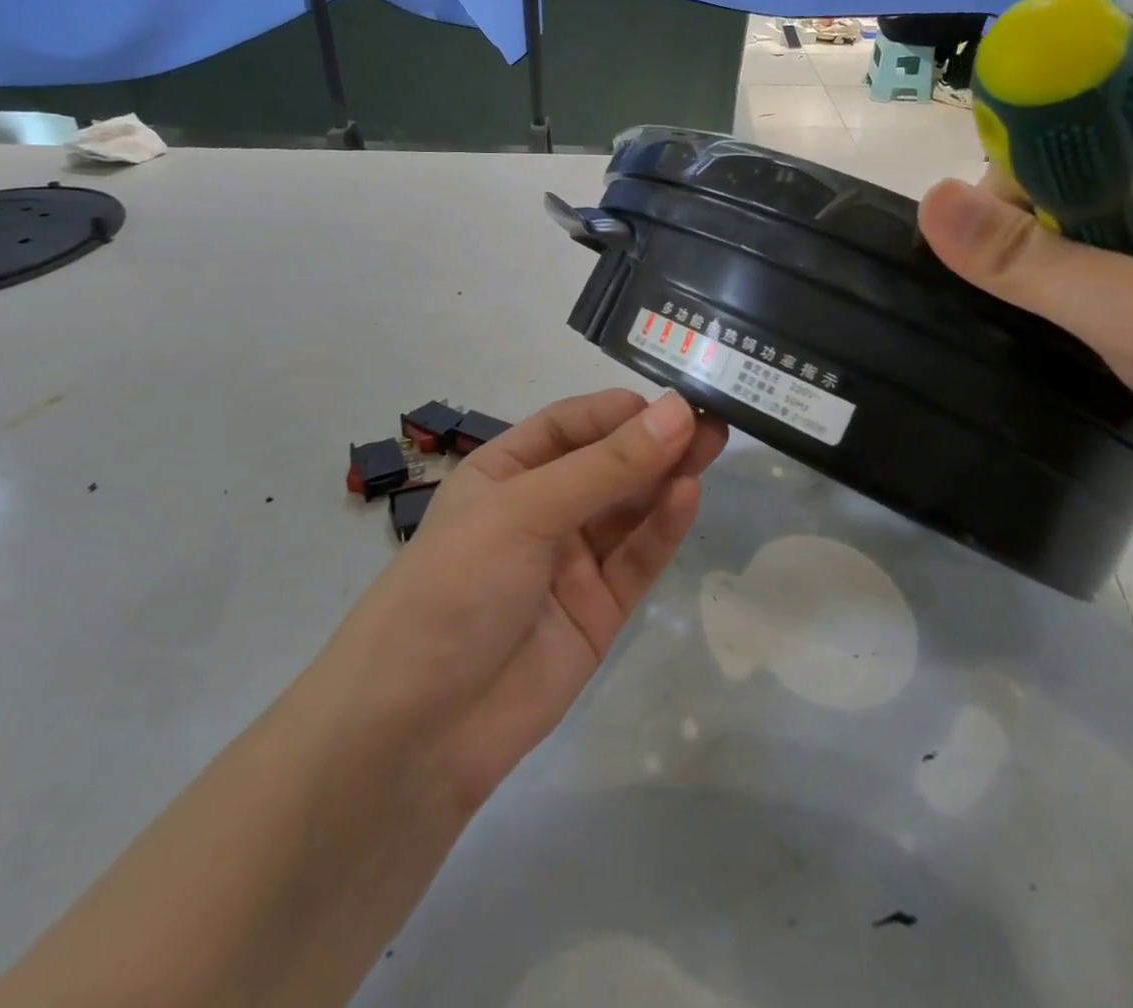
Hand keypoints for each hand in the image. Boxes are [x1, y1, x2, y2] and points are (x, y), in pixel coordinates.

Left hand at [319, 390, 727, 815]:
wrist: (418, 731)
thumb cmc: (456, 587)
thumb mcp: (525, 512)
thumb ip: (606, 466)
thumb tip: (677, 412)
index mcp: (505, 473)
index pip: (569, 425)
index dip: (619, 411)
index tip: (671, 400)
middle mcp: (540, 510)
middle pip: (607, 464)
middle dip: (654, 441)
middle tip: (712, 420)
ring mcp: (571, 562)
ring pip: (629, 509)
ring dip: (667, 478)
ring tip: (713, 446)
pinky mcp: (599, 610)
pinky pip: (636, 559)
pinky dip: (663, 528)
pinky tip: (688, 496)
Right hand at [917, 111, 1132, 472]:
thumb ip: (1025, 259)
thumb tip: (928, 198)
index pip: (1062, 150)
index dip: (1014, 202)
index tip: (1000, 269)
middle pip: (1070, 191)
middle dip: (1040, 250)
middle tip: (1050, 312)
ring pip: (1087, 234)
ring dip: (1062, 279)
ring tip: (1075, 329)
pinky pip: (1114, 265)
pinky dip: (1089, 297)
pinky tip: (1096, 335)